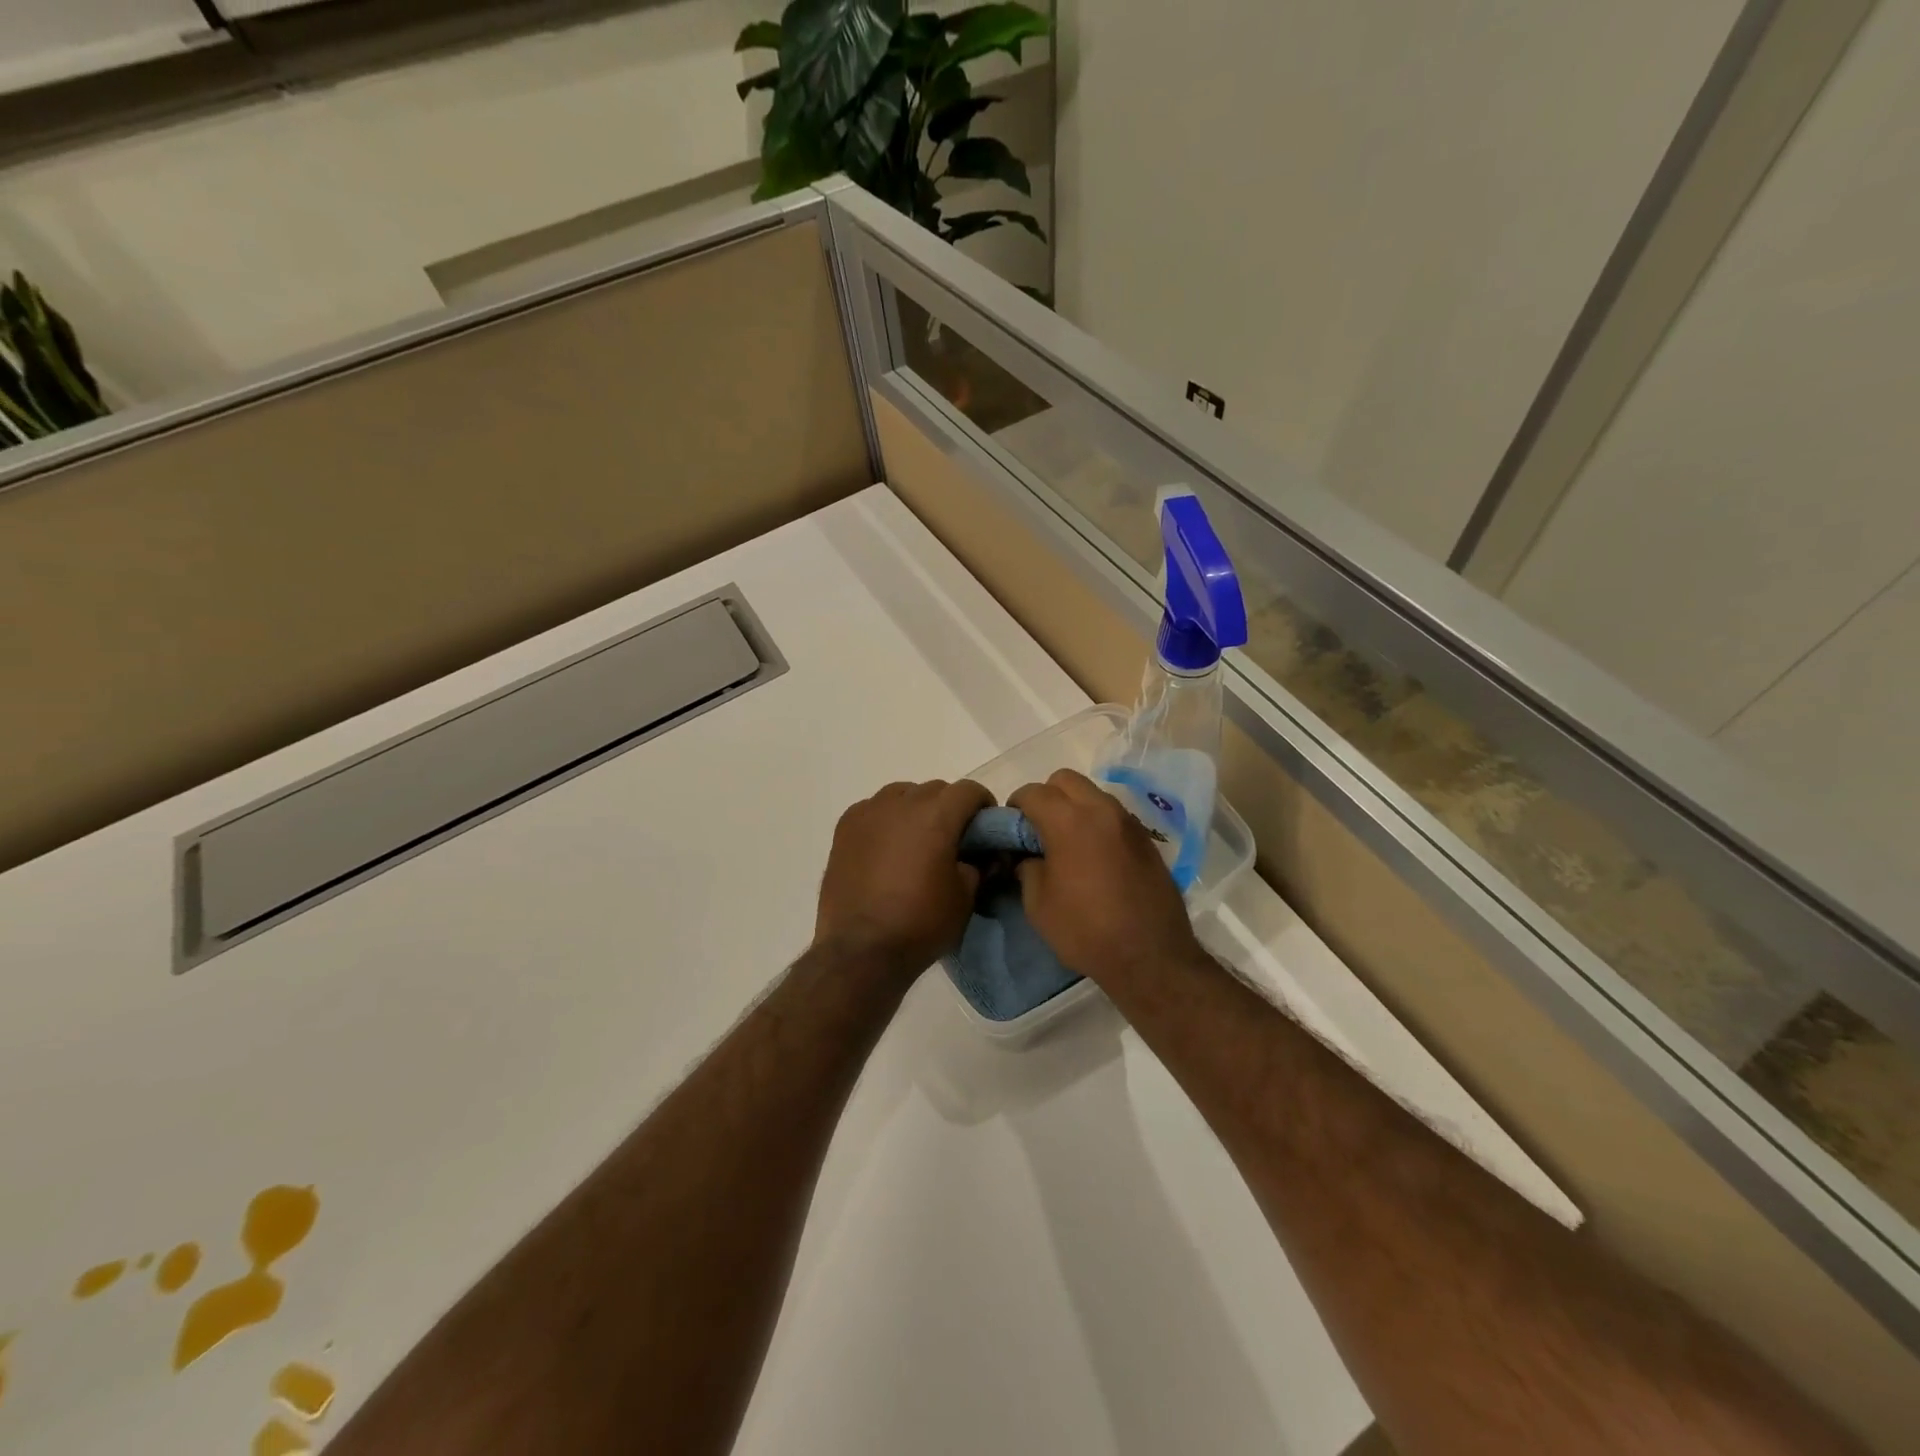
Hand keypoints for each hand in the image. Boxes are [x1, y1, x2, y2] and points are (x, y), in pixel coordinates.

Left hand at [813, 779, 994, 978]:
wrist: (861, 950)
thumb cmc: (921, 924)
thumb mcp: (966, 897)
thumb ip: (979, 865)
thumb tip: (982, 856)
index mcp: (936, 815)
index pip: (970, 790)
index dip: (983, 806)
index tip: (986, 829)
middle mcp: (901, 802)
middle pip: (935, 789)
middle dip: (950, 808)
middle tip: (953, 840)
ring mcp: (868, 812)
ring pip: (902, 795)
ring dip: (916, 809)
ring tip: (917, 841)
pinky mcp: (844, 827)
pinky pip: (874, 809)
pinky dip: (886, 820)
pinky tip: (886, 849)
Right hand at [1009, 769, 1204, 989]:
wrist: (1151, 958)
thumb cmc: (1086, 931)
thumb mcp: (1038, 904)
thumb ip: (1027, 867)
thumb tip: (1028, 855)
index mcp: (1070, 821)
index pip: (1033, 792)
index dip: (1015, 807)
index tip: (1011, 830)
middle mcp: (1102, 810)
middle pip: (1065, 780)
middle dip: (1046, 796)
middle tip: (1038, 830)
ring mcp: (1128, 822)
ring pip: (1093, 794)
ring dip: (1074, 808)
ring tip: (1067, 844)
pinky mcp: (1146, 839)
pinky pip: (1113, 815)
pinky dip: (1097, 823)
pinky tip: (1094, 857)